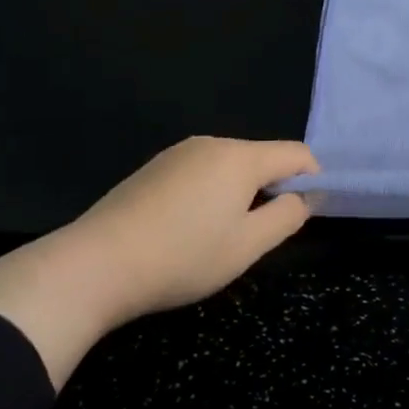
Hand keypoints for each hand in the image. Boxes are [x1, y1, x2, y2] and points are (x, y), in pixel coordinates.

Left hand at [46, 136, 319, 320]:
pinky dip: (211, 193)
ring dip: (240, 193)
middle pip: (262, 158)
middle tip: (259, 235)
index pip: (296, 154)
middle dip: (273, 189)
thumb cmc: (183, 256)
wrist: (95, 265)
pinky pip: (201, 172)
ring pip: (230, 166)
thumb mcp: (247, 246)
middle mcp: (212, 143)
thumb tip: (305, 197)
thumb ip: (287, 217)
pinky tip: (188, 229)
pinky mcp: (154, 168)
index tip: (304, 215)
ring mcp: (178, 153)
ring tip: (221, 237)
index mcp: (240, 157)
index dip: (313, 180)